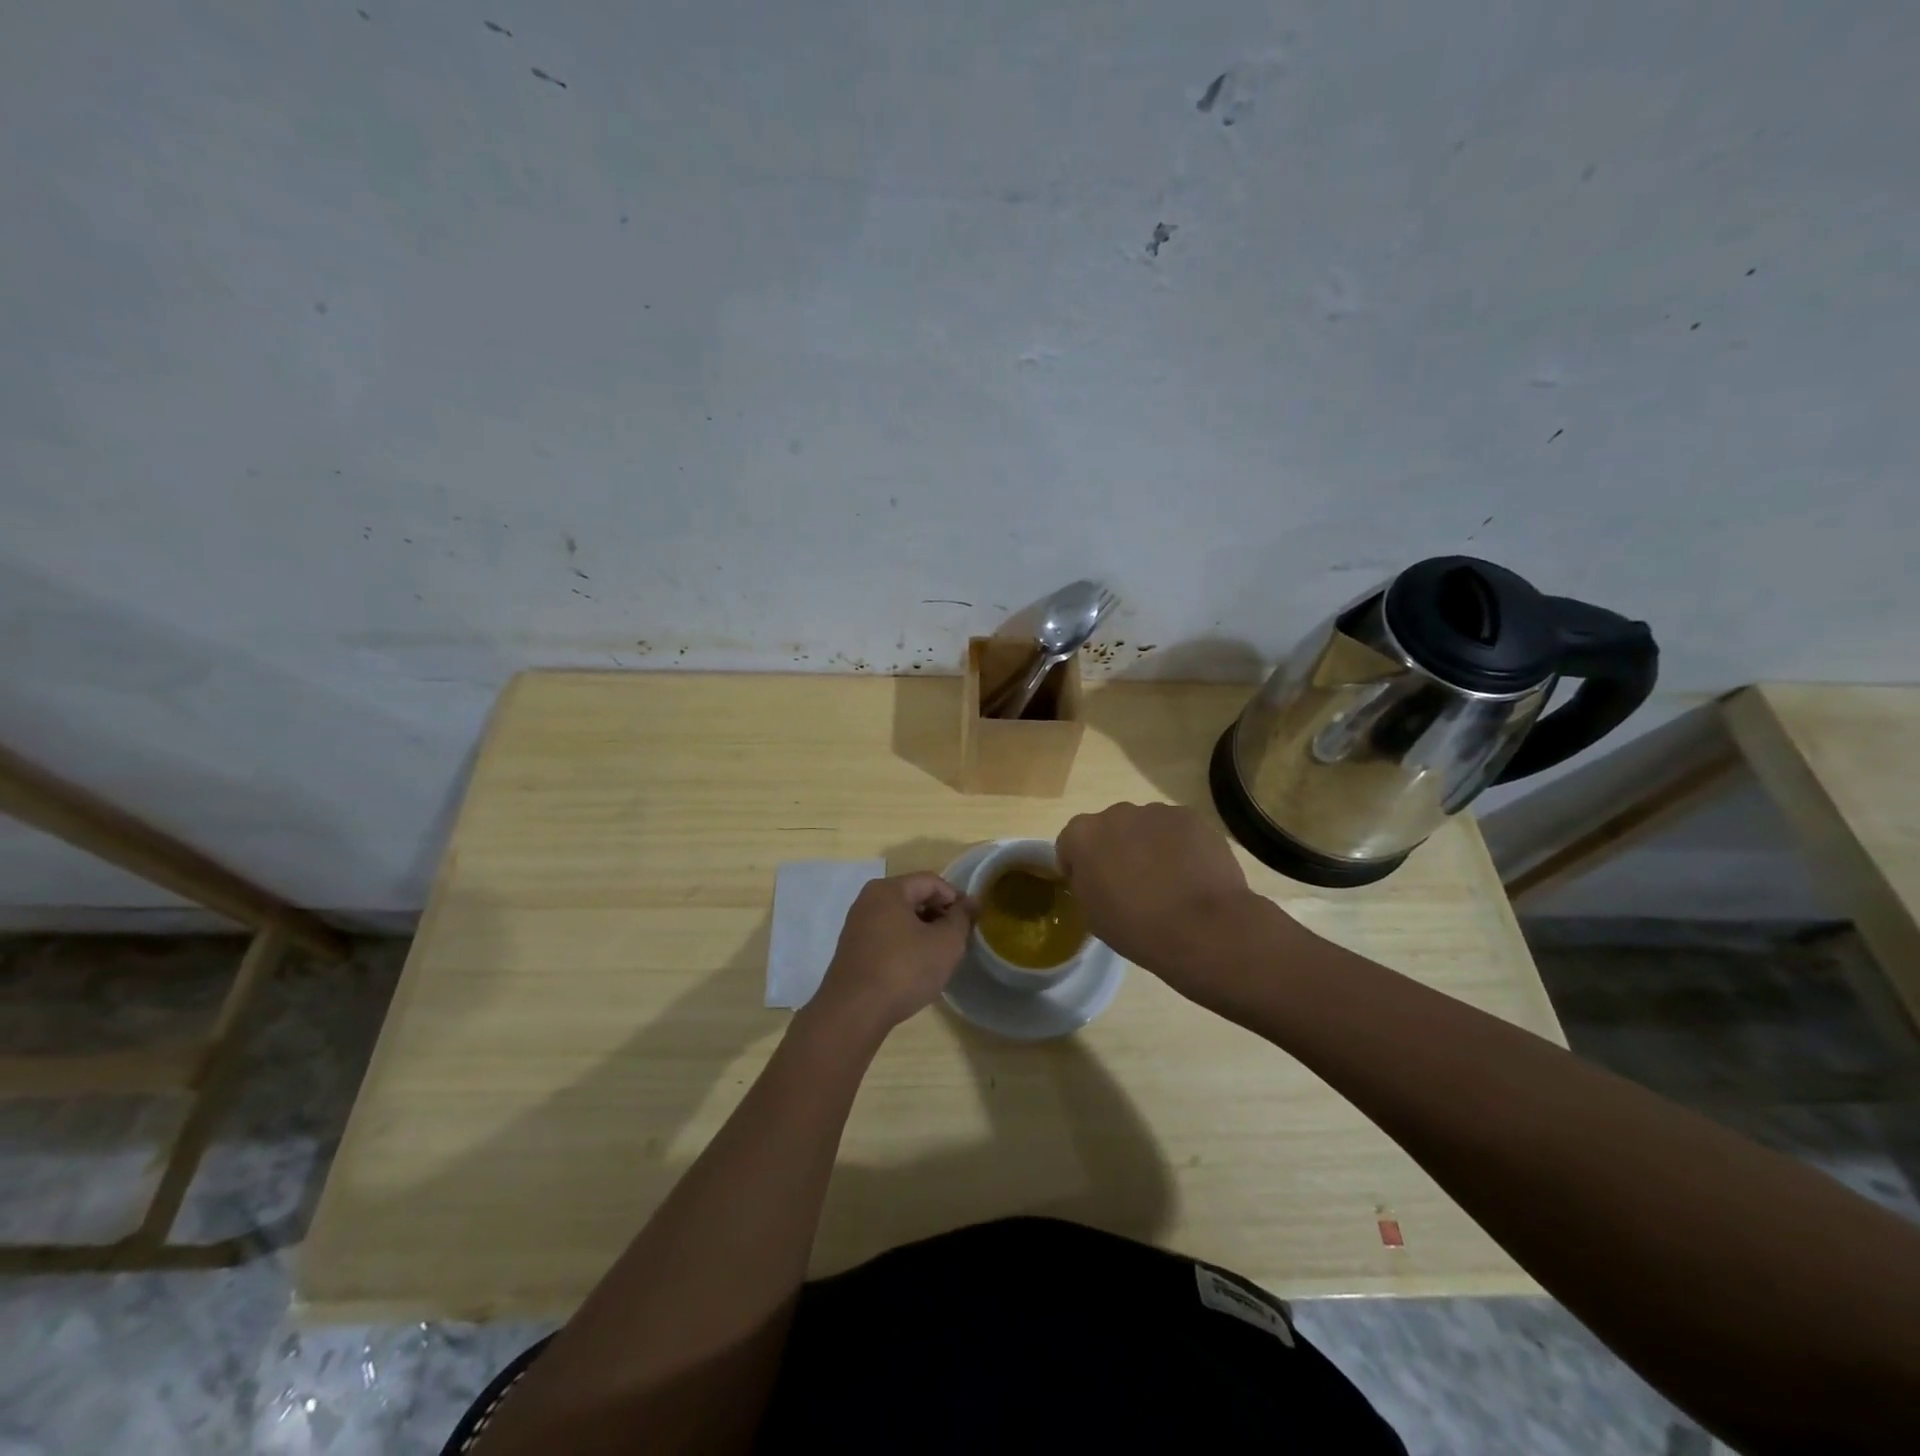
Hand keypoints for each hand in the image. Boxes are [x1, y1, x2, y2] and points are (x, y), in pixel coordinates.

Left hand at [806, 873, 975, 1038]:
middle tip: (956, 941)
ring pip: (900, 918)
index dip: (956, 899)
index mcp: (889, 889)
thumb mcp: (945, 943)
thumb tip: (970, 902)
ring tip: (938, 956)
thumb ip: (961, 918)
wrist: (853, 1013)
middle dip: (939, 915)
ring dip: (923, 931)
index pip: (932, 881)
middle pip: (914, 896)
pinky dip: (905, 944)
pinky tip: (914, 968)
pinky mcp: (852, 948)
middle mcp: (868, 899)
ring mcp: (856, 924)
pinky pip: (886, 935)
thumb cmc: (904, 970)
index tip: (970, 923)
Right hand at [1056, 802, 1280, 990]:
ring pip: (1145, 825)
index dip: (1077, 864)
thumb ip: (1085, 881)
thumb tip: (1094, 872)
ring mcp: (1156, 812)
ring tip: (1168, 880)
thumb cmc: (1137, 928)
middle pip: (1109, 828)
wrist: (1202, 929)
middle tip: (1131, 882)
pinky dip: (1180, 845)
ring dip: (1148, 844)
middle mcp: (1116, 813)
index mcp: (1083, 835)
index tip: (1093, 886)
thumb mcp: (1092, 913)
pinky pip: (1177, 829)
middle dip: (1115, 848)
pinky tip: (1191, 874)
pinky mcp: (1191, 817)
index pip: (1069, 842)